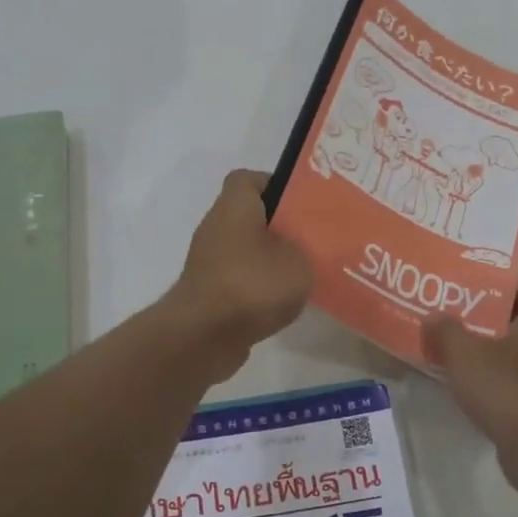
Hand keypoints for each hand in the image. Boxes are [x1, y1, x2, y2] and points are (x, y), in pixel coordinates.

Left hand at [166, 170, 313, 380]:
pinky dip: (259, 286)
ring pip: (246, 248)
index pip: (250, 179)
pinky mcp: (209, 292)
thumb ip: (309, 247)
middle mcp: (216, 227)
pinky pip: (240, 278)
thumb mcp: (299, 261)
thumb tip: (308, 245)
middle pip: (251, 215)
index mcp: (234, 206)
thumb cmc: (252, 285)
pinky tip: (284, 301)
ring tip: (305, 273)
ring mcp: (209, 261)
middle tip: (314, 239)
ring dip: (271, 259)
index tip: (304, 203)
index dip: (277, 185)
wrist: (203, 337)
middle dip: (281, 226)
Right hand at [422, 277, 517, 490]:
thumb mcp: (464, 353)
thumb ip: (446, 331)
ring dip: (516, 359)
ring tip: (479, 360)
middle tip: (481, 326)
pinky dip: (513, 389)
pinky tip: (482, 394)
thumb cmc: (507, 386)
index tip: (505, 294)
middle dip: (516, 325)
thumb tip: (433, 318)